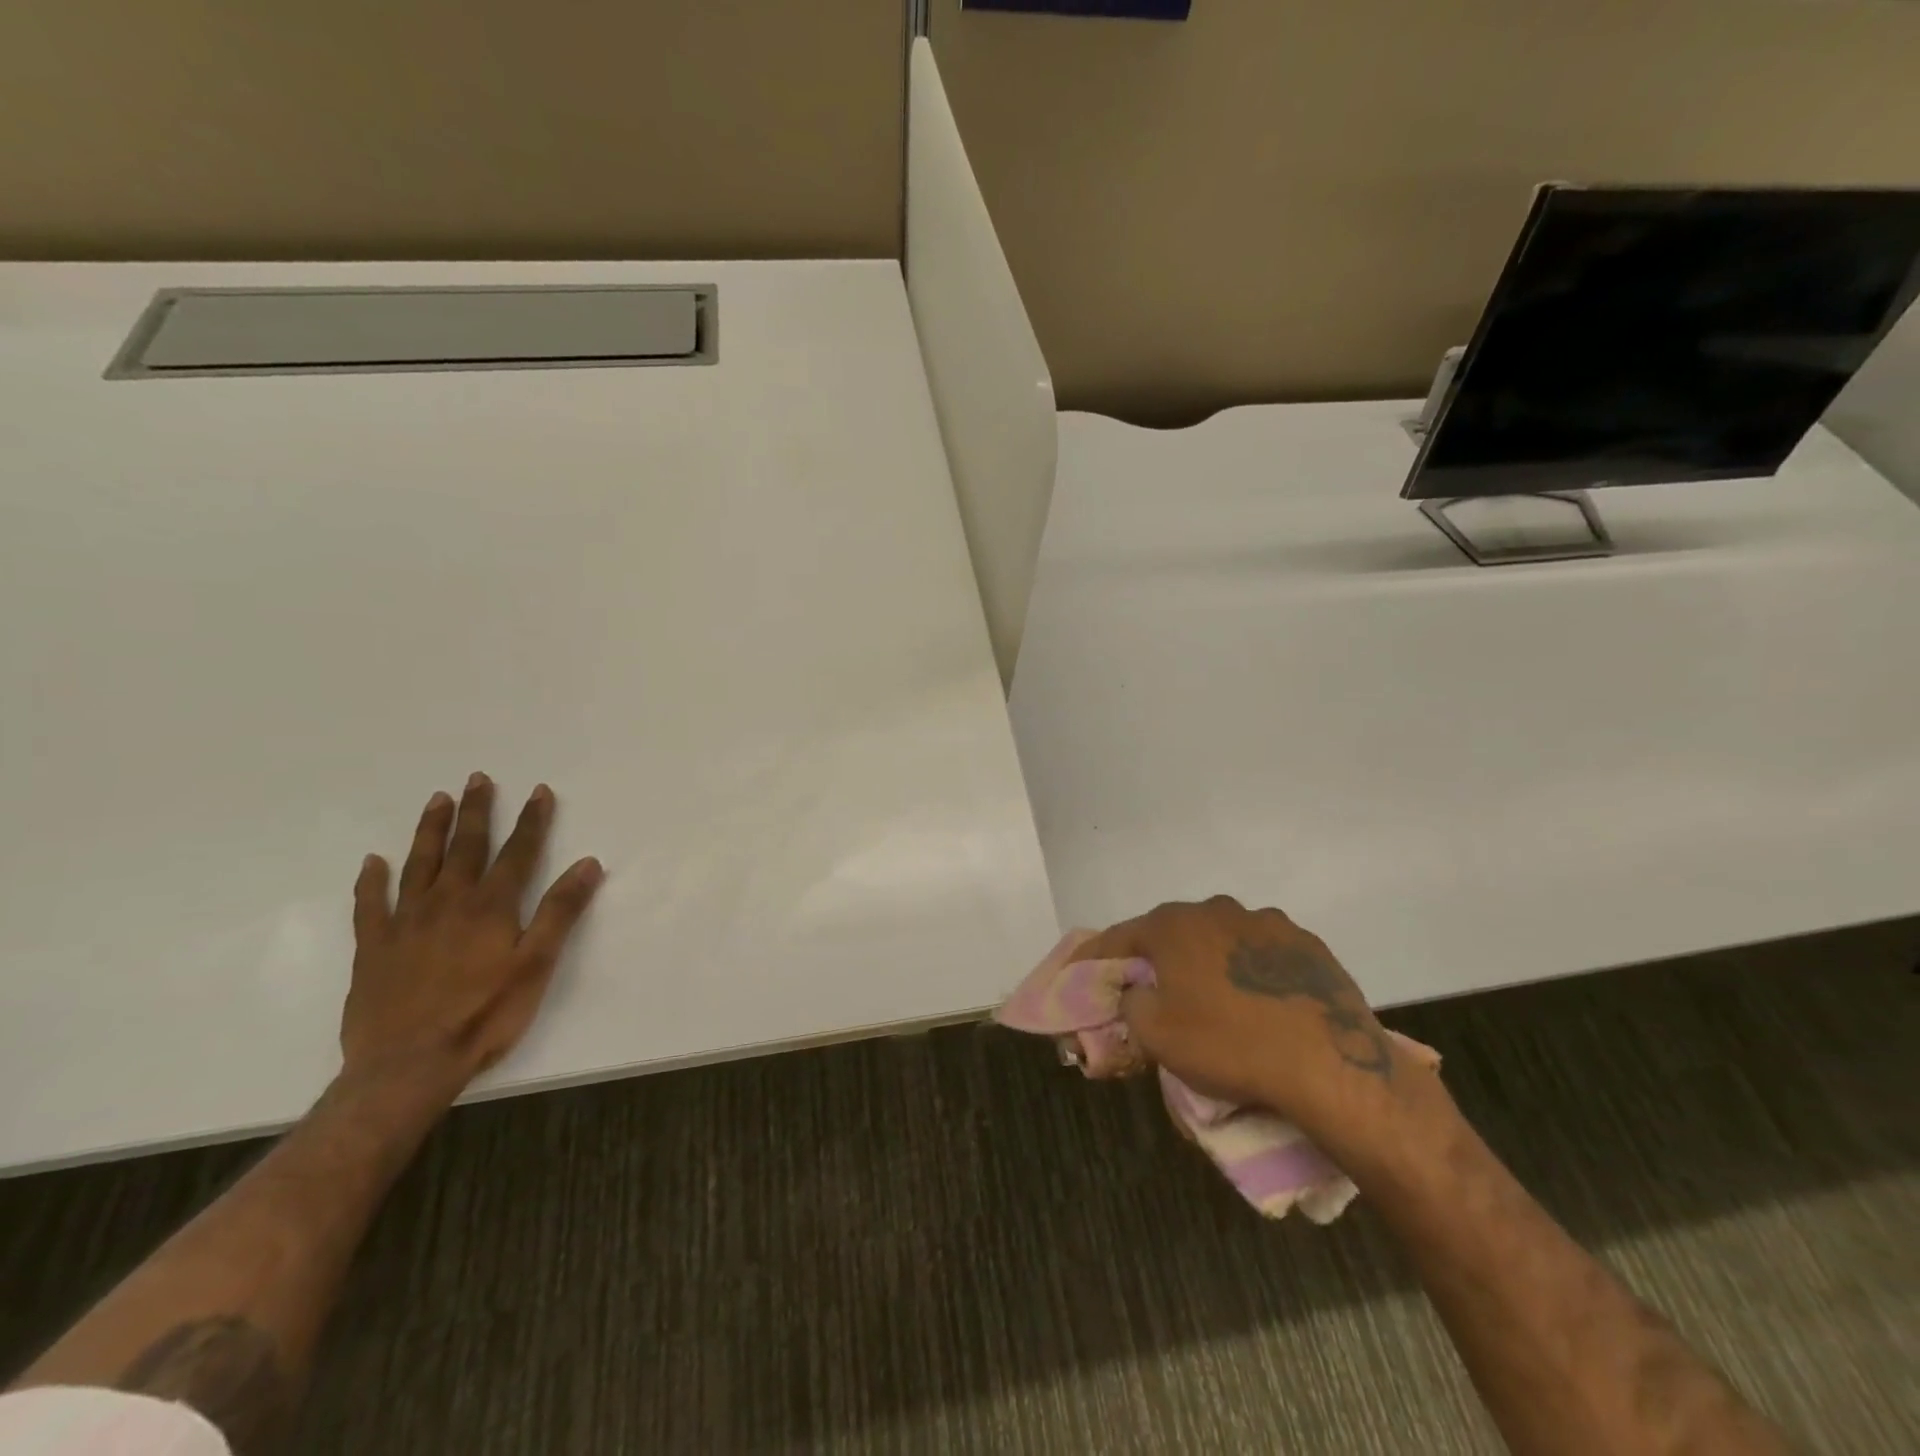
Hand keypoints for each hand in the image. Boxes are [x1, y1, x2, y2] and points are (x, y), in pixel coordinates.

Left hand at [344, 774, 604, 1096]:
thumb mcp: (536, 965)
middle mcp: (448, 903)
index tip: (539, 791)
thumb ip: (561, 911)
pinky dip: (371, 881)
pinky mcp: (373, 948)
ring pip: (419, 864)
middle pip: (466, 847)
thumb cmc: (484, 1015)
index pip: (518, 852)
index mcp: (491, 907)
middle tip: (478, 779)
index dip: (531, 821)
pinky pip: (369, 905)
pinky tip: (372, 862)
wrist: (406, 1066)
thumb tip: (588, 863)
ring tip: (437, 800)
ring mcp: (405, 923)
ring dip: (430, 830)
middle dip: (476, 811)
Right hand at [1078, 896, 1425, 1140]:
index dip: (1100, 955)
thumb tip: (1138, 992)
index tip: (1087, 972)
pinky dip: (1252, 971)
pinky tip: (1260, 1003)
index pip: (1122, 935)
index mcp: (1174, 925)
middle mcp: (1217, 910)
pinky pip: (1263, 955)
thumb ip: (1132, 1004)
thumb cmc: (1227, 1045)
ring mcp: (1267, 923)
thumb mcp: (1156, 1036)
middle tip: (1155, 990)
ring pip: (1222, 939)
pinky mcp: (1307, 945)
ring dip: (1210, 961)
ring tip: (1215, 1000)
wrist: (1327, 1063)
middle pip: (1174, 932)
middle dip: (1160, 957)